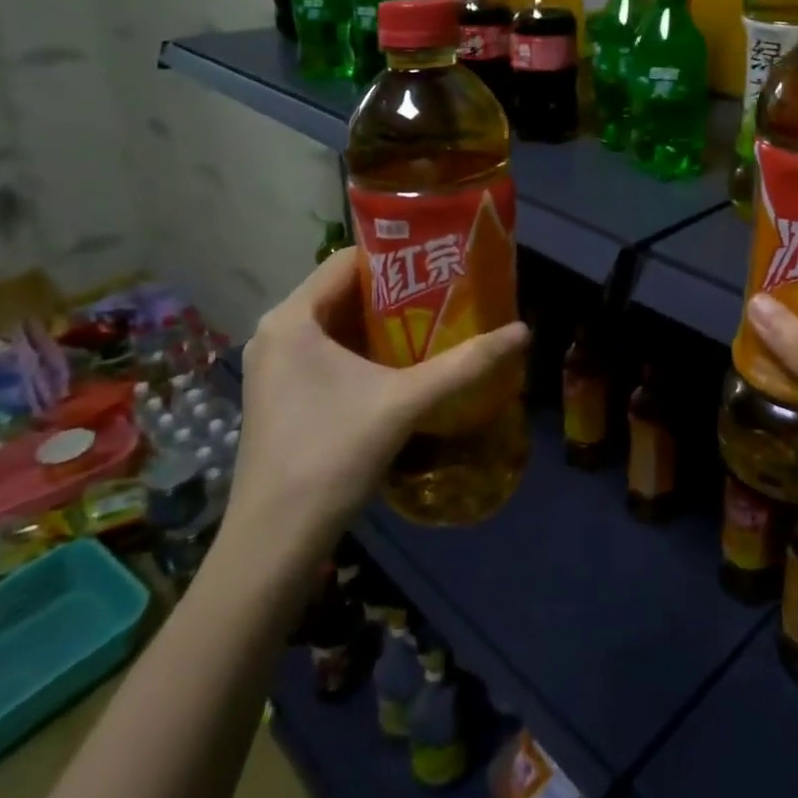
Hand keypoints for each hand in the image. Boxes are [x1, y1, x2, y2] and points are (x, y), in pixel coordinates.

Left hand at [227, 248, 528, 545]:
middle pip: (342, 291)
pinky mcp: (279, 392)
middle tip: (446, 290)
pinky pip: (325, 350)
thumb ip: (465, 364)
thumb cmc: (332, 455)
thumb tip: (523, 332)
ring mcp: (273, 364)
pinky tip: (400, 362)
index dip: (396, 256)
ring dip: (380, 321)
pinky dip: (361, 347)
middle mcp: (276, 331)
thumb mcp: (405, 402)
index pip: (347, 260)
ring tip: (433, 319)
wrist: (274, 541)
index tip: (439, 261)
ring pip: (335, 323)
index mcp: (292, 318)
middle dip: (395, 290)